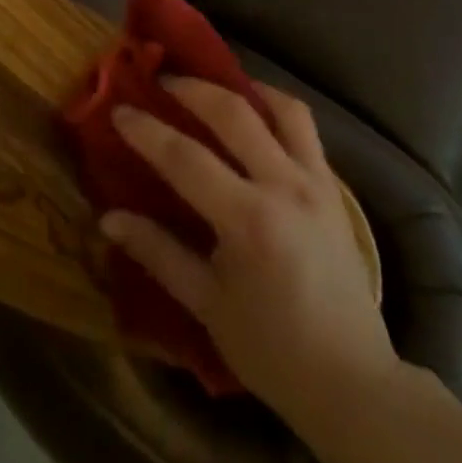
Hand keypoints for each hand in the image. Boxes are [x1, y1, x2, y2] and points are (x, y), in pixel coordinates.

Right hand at [102, 79, 397, 425]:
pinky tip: (256, 113)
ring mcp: (315, 181)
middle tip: (161, 80)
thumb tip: (109, 219)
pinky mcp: (334, 186)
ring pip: (281, 107)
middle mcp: (285, 186)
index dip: (148, 131)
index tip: (119, 110)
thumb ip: (159, 253)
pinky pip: (305, 128)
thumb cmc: (272, 350)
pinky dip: (276, 108)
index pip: (186, 158)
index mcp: (249, 221)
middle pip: (234, 113)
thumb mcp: (207, 306)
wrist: (352, 381)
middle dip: (192, 89)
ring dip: (243, 86)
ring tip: (214, 83)